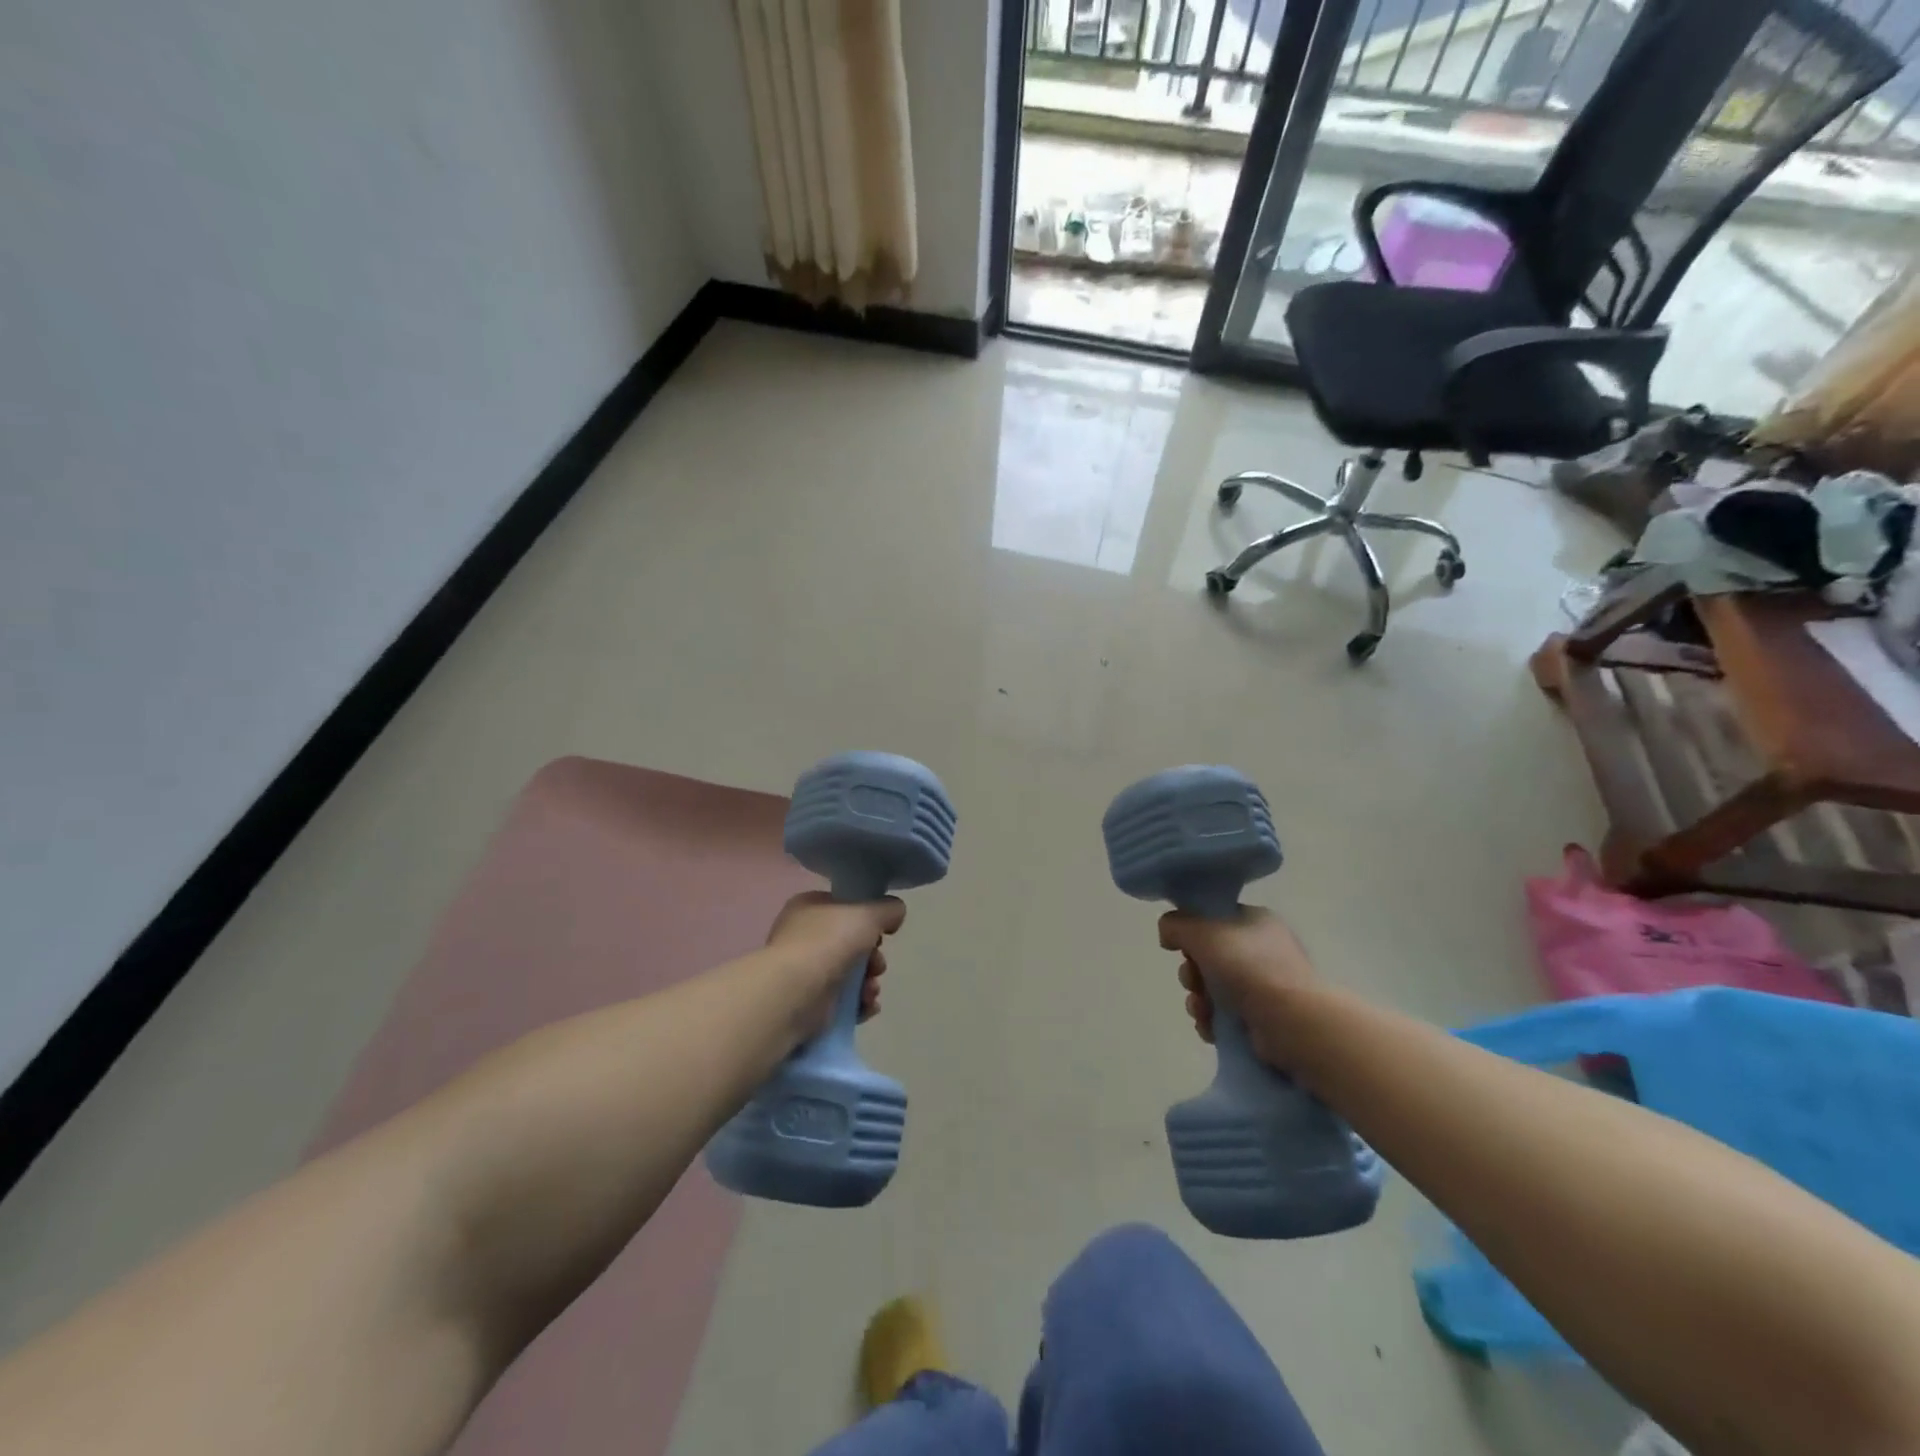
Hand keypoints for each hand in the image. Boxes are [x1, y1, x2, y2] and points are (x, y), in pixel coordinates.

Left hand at [765, 891, 904, 1037]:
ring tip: (870, 991)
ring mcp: (805, 971)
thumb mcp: (867, 913)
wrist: (795, 992)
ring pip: (850, 974)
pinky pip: (844, 1000)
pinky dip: (859, 1003)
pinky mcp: (810, 1003)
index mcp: (809, 907)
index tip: (882, 932)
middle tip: (878, 966)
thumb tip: (896, 913)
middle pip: (852, 943)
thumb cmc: (828, 942)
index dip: (868, 919)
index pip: (844, 907)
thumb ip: (887, 909)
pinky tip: (867, 1006)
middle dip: (873, 957)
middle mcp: (804, 936)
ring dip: (869, 983)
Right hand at [1158, 906, 1317, 1068]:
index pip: (1212, 919)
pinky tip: (1210, 1028)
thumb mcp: (1203, 931)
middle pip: (1207, 956)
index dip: (1191, 932)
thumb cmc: (1248, 967)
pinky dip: (1211, 1021)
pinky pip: (1223, 1015)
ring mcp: (1263, 986)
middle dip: (1191, 972)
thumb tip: (1167, 934)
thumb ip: (1176, 925)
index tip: (1181, 946)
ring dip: (1197, 1000)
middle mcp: (1259, 950)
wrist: (1291, 1021)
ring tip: (1202, 1010)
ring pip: (1211, 988)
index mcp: (1253, 921)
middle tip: (1193, 981)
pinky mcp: (1261, 1018)